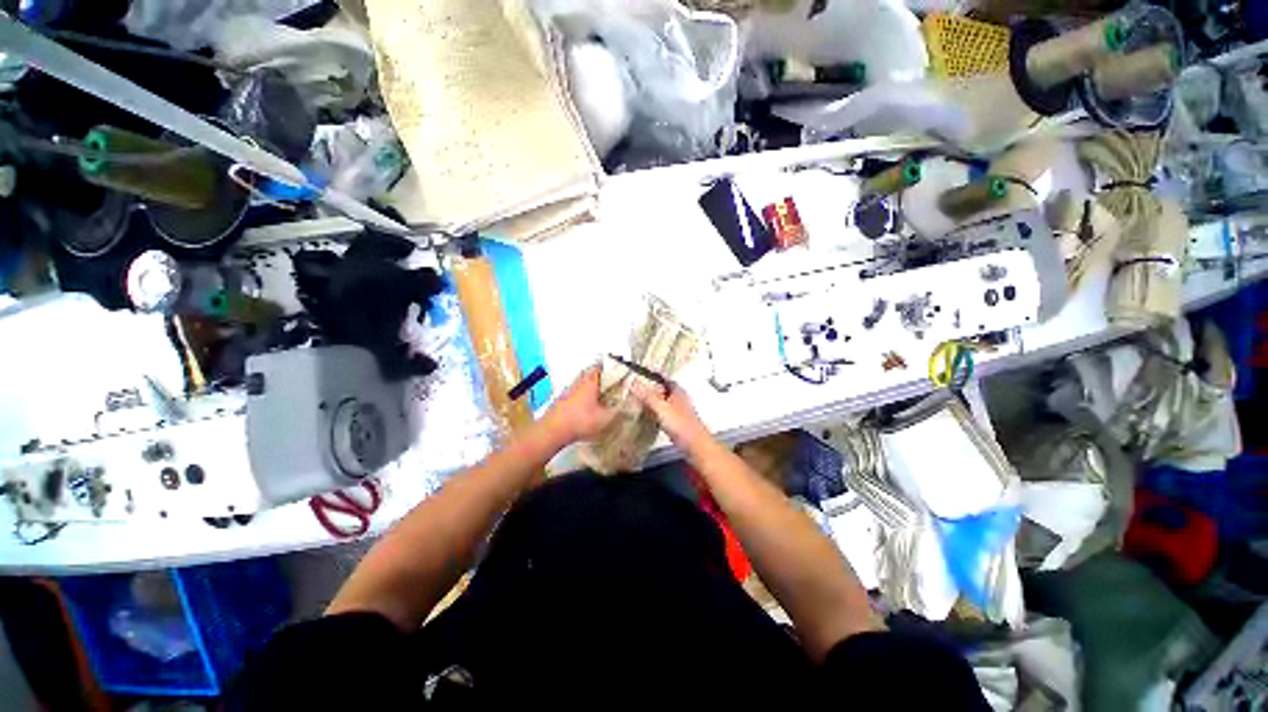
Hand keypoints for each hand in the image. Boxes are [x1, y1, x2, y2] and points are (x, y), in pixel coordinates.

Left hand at [539, 365, 616, 445]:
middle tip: (610, 383)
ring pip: (581, 382)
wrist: (552, 431)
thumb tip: (629, 406)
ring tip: (600, 394)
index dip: (609, 367)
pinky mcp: (561, 400)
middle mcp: (578, 382)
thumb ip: (619, 411)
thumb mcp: (605, 418)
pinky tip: (586, 405)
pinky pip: (575, 392)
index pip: (600, 367)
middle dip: (599, 376)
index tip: (617, 371)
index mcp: (590, 382)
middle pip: (589, 373)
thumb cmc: (581, 421)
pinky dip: (582, 395)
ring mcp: (568, 391)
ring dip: (589, 385)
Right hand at [632, 381, 711, 454]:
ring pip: (662, 400)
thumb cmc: (680, 425)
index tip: (638, 372)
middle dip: (649, 387)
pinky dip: (654, 411)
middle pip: (662, 389)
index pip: (664, 377)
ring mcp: (678, 410)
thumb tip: (631, 383)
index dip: (652, 374)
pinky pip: (662, 411)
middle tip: (633, 386)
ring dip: (651, 399)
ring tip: (635, 399)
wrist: (695, 446)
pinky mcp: (677, 422)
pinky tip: (646, 415)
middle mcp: (679, 398)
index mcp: (677, 391)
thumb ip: (647, 396)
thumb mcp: (661, 408)